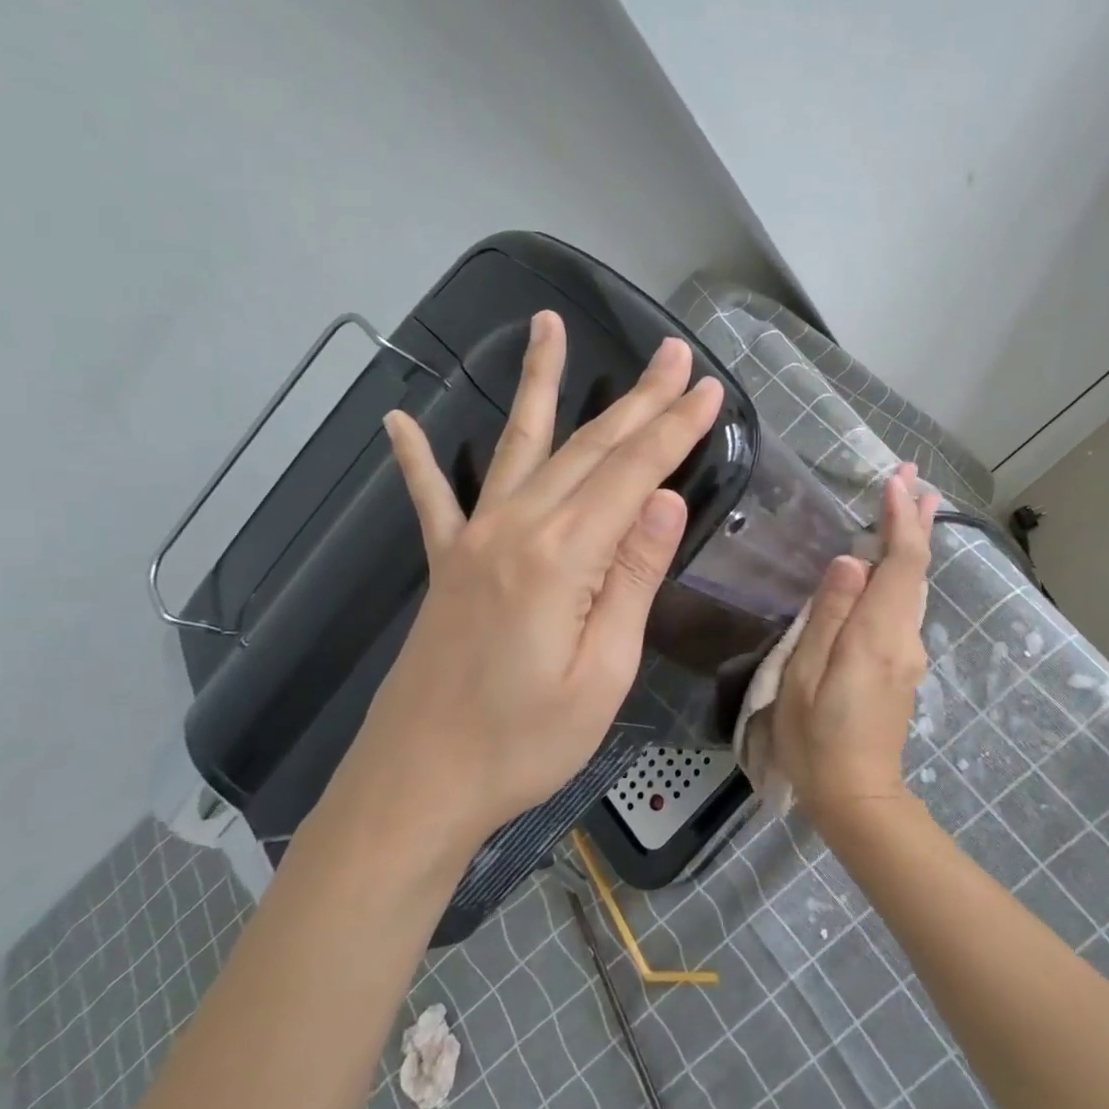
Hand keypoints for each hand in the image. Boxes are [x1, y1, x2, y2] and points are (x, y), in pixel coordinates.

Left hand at [332, 310, 722, 854]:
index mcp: (562, 557)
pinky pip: (432, 498)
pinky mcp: (447, 563)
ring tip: (548, 326)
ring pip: (521, 447)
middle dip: (637, 399)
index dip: (674, 429)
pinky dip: (418, 458)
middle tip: (672, 352)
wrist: (420, 782)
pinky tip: (399, 418)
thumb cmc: (523, 742)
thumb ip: (632, 580)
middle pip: (588, 448)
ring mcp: (473, 540)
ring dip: (542, 386)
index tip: (708, 388)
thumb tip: (666, 503)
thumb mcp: (603, 673)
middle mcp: (515, 529)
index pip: (633, 474)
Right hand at [771, 463, 938, 817]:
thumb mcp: (804, 676)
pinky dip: (905, 570)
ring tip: (914, 503)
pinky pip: (907, 604)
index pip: (901, 563)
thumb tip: (851, 561)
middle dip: (916, 519)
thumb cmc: (816, 737)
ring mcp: (909, 653)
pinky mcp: (904, 666)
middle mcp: (904, 637)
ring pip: (915, 585)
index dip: (900, 520)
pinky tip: (896, 562)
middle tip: (916, 478)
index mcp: (878, 635)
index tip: (896, 481)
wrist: (856, 795)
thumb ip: (828, 616)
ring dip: (914, 541)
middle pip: (917, 569)